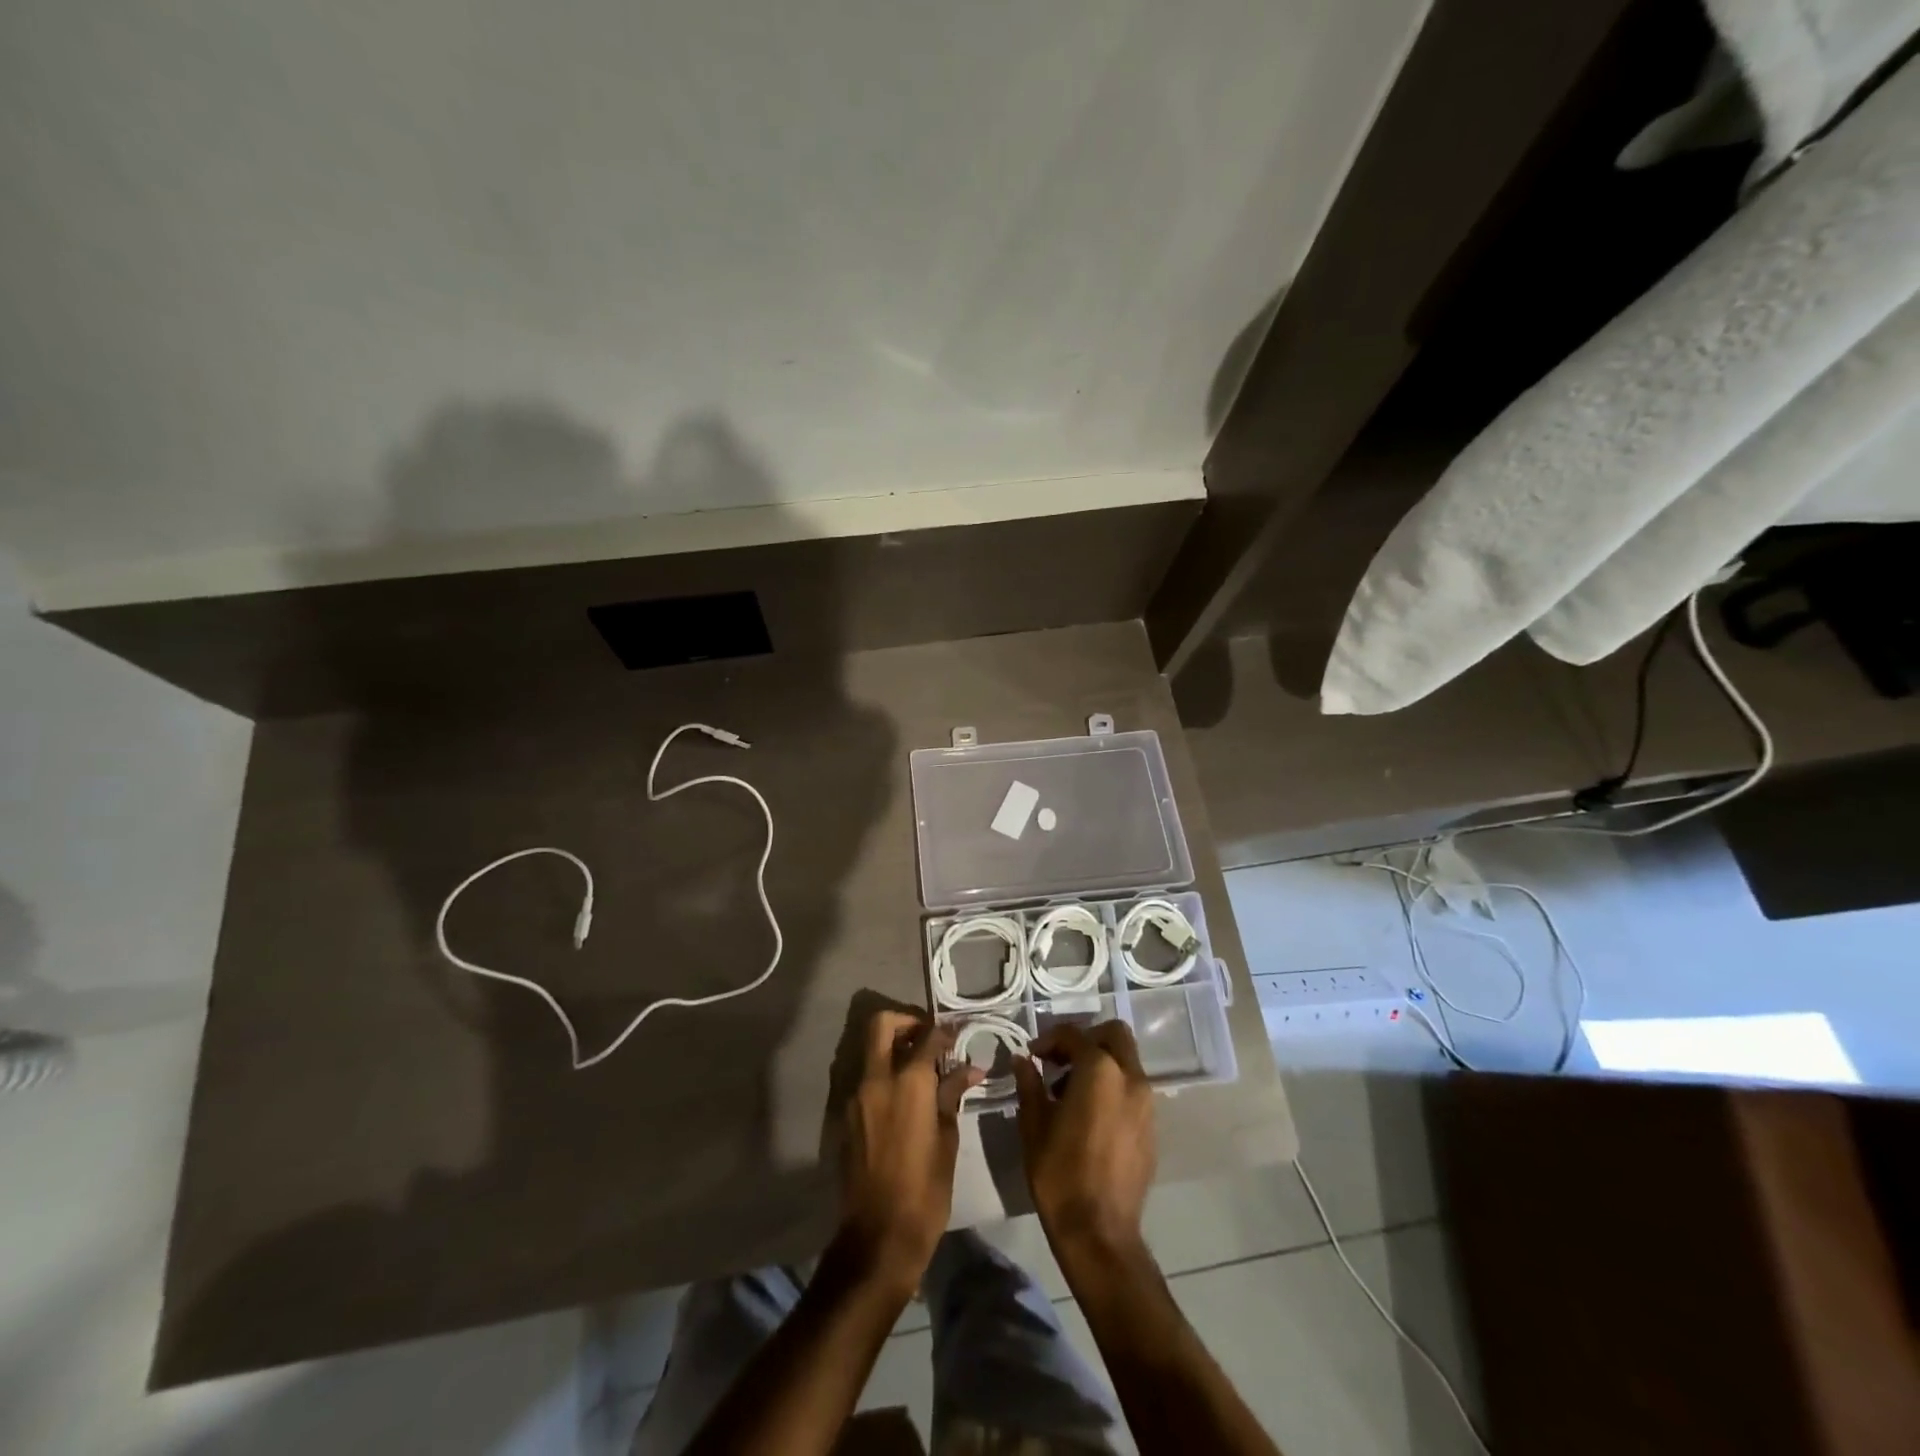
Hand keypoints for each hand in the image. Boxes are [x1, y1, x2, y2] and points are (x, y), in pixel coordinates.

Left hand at [838, 1011, 981, 1297]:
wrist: (879, 1235)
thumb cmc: (925, 1189)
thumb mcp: (947, 1140)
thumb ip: (951, 1095)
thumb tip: (969, 1069)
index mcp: (908, 1082)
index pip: (927, 1037)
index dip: (945, 1032)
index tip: (957, 1037)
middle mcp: (877, 1079)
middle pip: (882, 1024)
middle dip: (906, 1021)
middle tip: (928, 1037)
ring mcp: (856, 1096)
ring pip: (871, 1051)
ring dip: (894, 1048)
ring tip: (922, 1069)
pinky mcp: (847, 1116)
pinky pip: (866, 1079)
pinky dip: (885, 1074)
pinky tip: (906, 1098)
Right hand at [1013, 1021, 1155, 1262]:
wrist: (1099, 1232)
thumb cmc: (1060, 1173)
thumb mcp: (1034, 1124)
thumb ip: (1030, 1084)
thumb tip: (1022, 1060)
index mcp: (1099, 1071)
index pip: (1074, 1034)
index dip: (1050, 1039)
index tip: (1033, 1055)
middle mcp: (1130, 1077)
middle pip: (1114, 1035)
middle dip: (1086, 1039)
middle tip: (1060, 1061)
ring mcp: (1147, 1103)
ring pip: (1126, 1061)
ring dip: (1100, 1063)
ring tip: (1070, 1092)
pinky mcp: (1152, 1127)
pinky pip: (1133, 1089)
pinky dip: (1113, 1086)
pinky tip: (1090, 1115)